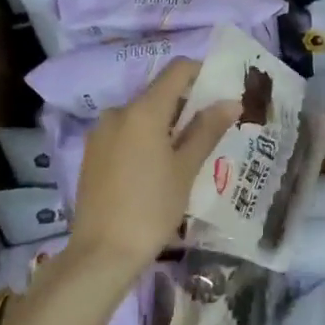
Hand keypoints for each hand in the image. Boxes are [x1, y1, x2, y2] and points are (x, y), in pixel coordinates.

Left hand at [66, 58, 237, 286]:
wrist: (101, 253)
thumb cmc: (152, 208)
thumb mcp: (186, 169)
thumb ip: (207, 130)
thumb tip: (231, 101)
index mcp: (142, 110)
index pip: (177, 70)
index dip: (201, 73)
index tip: (221, 91)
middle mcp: (118, 112)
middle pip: (159, 93)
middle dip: (186, 104)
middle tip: (211, 129)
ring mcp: (100, 133)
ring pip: (141, 115)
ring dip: (166, 124)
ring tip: (187, 153)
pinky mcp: (92, 153)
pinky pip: (125, 133)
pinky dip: (145, 139)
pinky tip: (157, 168)